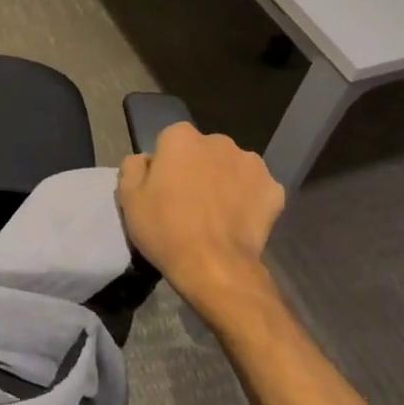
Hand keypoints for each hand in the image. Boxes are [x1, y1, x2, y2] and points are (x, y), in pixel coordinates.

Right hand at [117, 123, 285, 315]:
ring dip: (225, 181)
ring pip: (232, 168)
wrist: (214, 267)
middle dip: (198, 168)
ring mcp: (252, 164)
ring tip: (216, 214)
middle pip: (204, 151)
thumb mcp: (128, 197)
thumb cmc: (165, 228)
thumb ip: (133, 167)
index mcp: (181, 138)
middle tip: (189, 202)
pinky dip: (249, 200)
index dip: (166, 165)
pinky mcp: (274, 189)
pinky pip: (256, 189)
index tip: (163, 189)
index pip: (170, 141)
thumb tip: (147, 160)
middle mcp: (219, 142)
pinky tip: (239, 222)